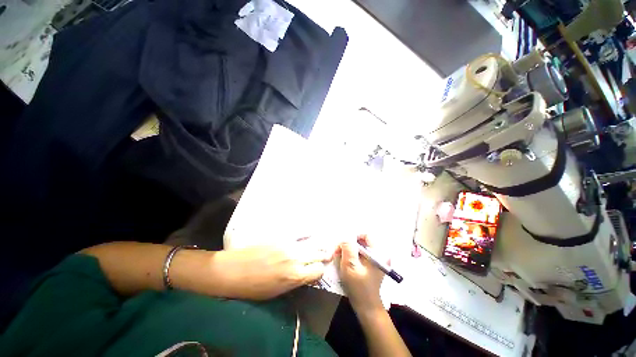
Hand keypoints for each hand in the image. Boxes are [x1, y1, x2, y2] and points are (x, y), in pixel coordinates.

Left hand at [212, 239, 334, 299]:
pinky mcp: (282, 236)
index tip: (317, 271)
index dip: (320, 271)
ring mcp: (289, 245)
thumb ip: (295, 281)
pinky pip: (300, 234)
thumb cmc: (254, 288)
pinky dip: (307, 235)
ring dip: (317, 246)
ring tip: (320, 246)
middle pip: (318, 254)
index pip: (319, 270)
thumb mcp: (277, 292)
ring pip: (312, 243)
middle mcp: (296, 258)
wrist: (234, 270)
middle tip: (325, 256)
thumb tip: (306, 275)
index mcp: (295, 276)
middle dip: (323, 257)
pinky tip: (310, 234)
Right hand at [337, 235, 384, 312]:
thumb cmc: (359, 287)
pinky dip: (352, 256)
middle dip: (349, 245)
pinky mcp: (372, 265)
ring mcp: (376, 260)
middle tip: (339, 252)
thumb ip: (348, 249)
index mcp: (379, 253)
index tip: (343, 245)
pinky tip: (346, 263)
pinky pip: (360, 255)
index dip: (353, 238)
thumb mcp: (351, 266)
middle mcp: (380, 254)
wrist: (366, 307)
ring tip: (341, 258)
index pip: (366, 236)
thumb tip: (345, 238)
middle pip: (362, 242)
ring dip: (349, 251)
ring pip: (360, 248)